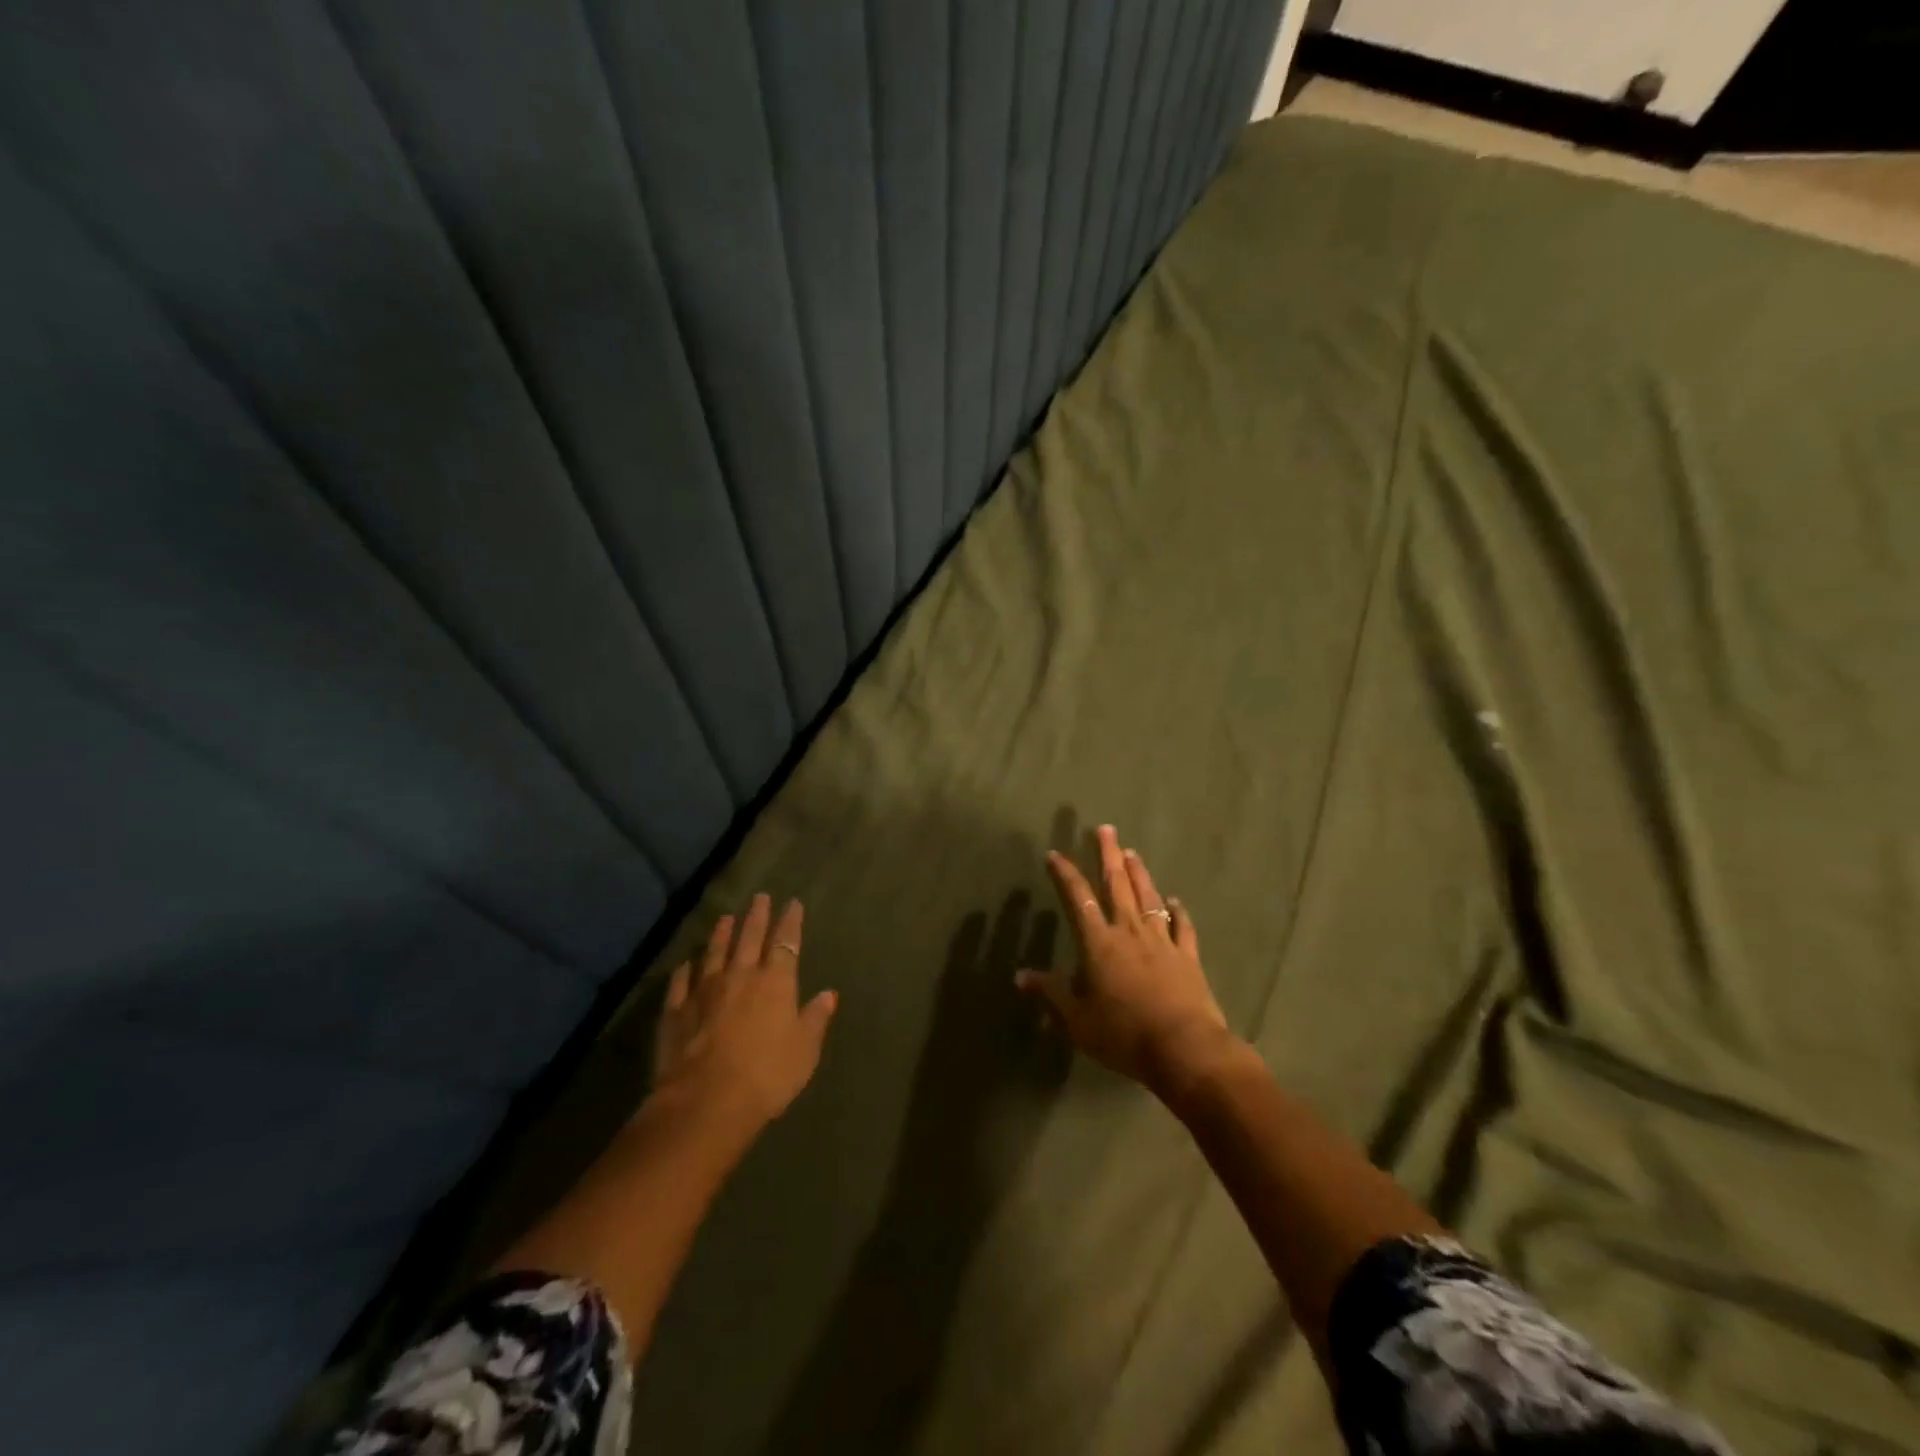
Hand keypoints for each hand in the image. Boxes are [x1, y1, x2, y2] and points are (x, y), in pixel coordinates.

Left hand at [652, 894, 838, 1130]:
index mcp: (776, 983)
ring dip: (721, 934)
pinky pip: (680, 983)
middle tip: (759, 897)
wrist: (706, 1102)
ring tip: (726, 917)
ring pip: (714, 953)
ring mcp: (704, 991)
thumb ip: (815, 1019)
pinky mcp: (676, 1011)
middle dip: (756, 916)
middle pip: (749, 938)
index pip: (786, 942)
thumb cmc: (767, 1076)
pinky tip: (685, 963)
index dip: (790, 922)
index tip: (793, 903)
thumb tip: (828, 994)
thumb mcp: (805, 1050)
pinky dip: (684, 970)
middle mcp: (740, 976)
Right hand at [1017, 825, 1236, 1097]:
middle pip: (1117, 885)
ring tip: (1132, 852)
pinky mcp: (1188, 958)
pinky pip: (1183, 928)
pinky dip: (1178, 912)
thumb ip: (1050, 994)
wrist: (1184, 1049)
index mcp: (1099, 943)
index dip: (1065, 874)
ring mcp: (1162, 942)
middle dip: (1108, 855)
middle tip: (1105, 829)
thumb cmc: (1123, 1034)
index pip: (1077, 899)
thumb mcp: (1076, 1020)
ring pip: (1149, 898)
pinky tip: (1176, 901)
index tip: (1054, 854)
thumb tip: (1021, 976)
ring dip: (1139, 874)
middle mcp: (1130, 932)